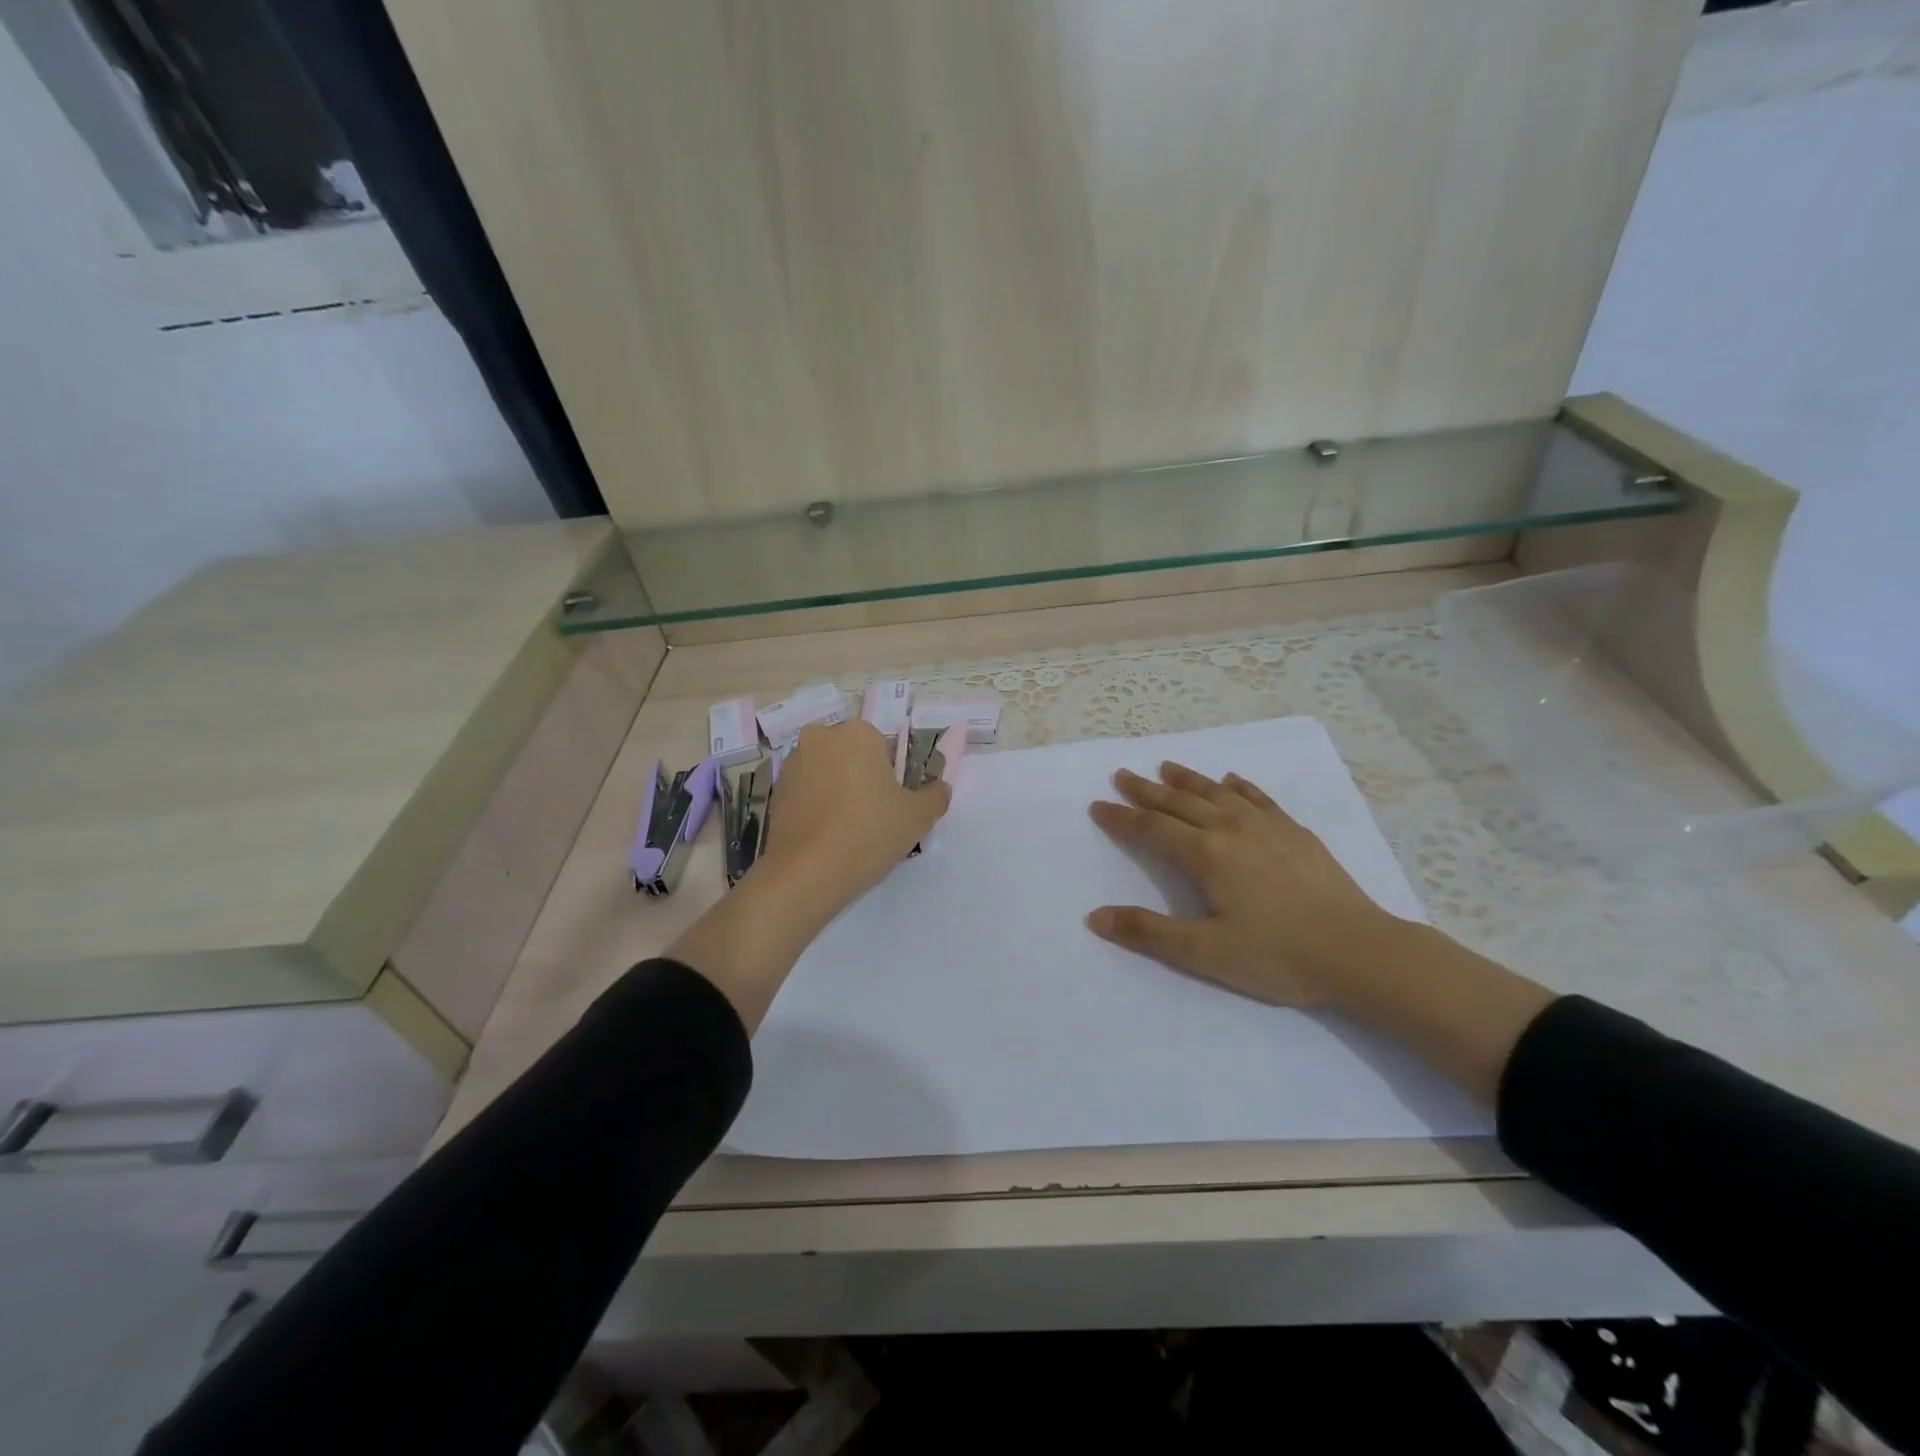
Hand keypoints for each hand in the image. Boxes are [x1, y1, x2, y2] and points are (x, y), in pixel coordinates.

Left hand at [759, 719, 950, 914]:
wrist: (806, 873)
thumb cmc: (868, 833)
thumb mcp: (917, 817)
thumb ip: (936, 796)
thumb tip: (941, 788)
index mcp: (857, 733)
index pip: (884, 747)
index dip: (893, 777)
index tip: (894, 805)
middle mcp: (820, 738)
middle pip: (853, 757)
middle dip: (863, 780)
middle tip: (875, 818)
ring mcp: (792, 764)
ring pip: (828, 774)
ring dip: (839, 792)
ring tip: (849, 831)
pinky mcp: (775, 792)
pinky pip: (807, 793)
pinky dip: (817, 808)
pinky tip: (826, 838)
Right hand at [1086, 761, 1409, 1005]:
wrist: (1360, 952)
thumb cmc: (1277, 955)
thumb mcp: (1204, 952)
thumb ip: (1148, 932)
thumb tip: (1096, 917)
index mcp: (1206, 854)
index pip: (1152, 828)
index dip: (1122, 818)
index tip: (1098, 806)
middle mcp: (1232, 828)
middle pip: (1180, 802)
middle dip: (1146, 789)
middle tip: (1122, 774)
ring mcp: (1268, 826)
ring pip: (1217, 793)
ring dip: (1188, 779)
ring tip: (1166, 766)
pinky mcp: (1296, 832)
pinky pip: (1259, 798)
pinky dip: (1238, 786)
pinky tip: (1231, 781)